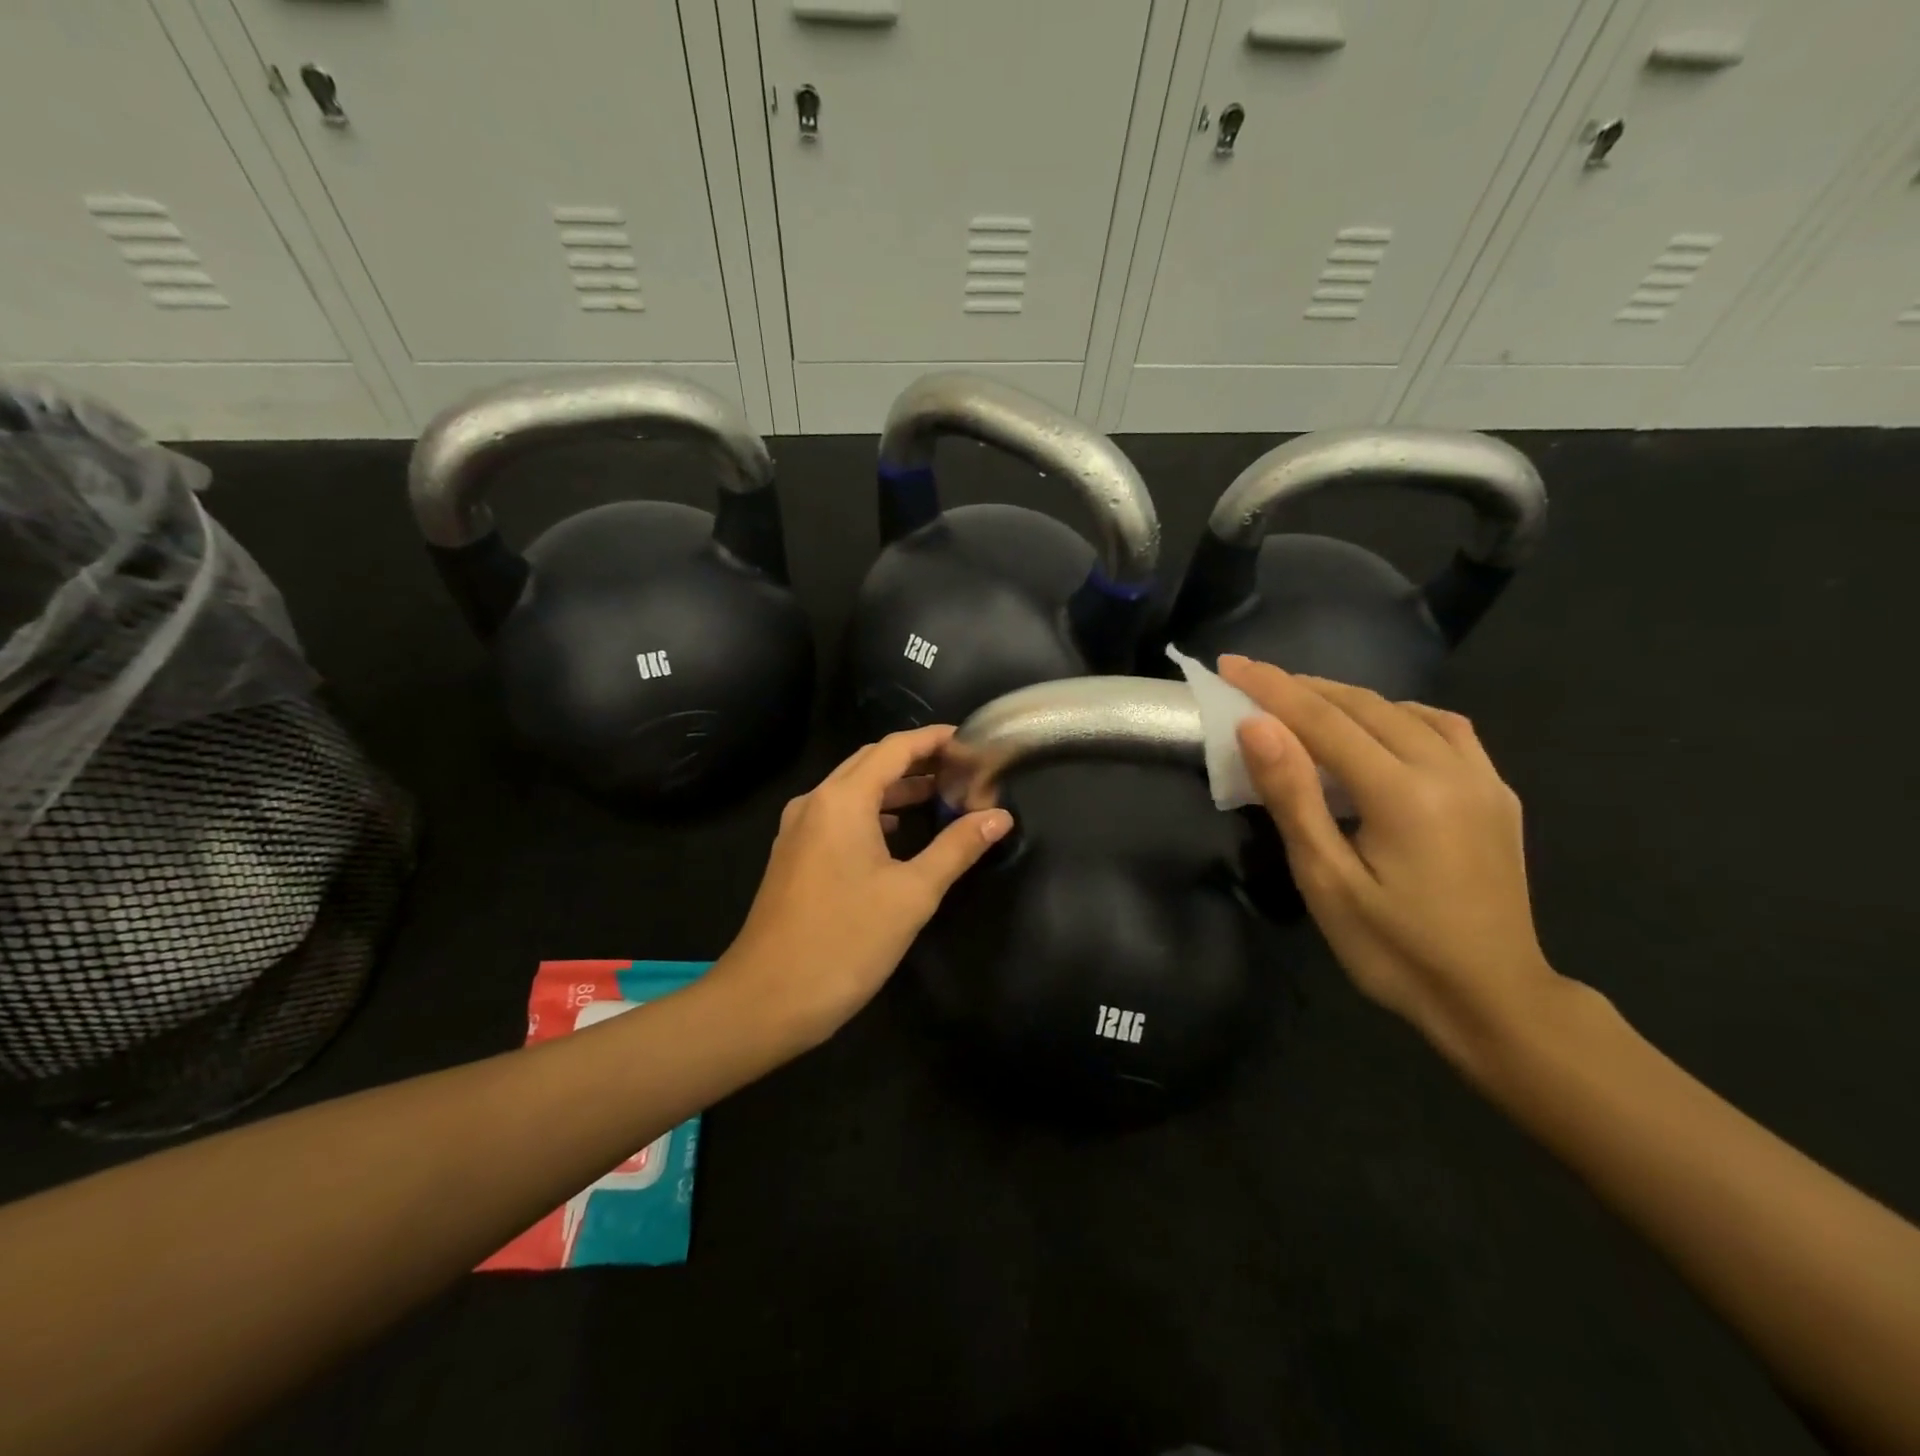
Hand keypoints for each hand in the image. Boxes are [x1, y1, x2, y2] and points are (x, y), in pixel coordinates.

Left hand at [720, 725, 1013, 1043]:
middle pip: (870, 762)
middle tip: (961, 769)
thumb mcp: (912, 894)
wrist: (766, 999)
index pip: (894, 748)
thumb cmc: (845, 941)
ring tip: (939, 796)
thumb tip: (999, 817)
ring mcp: (798, 829)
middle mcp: (815, 802)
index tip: (970, 741)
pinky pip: (837, 815)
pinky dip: (871, 812)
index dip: (933, 739)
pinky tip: (896, 832)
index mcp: (842, 800)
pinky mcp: (793, 855)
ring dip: (894, 787)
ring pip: (852, 790)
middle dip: (916, 760)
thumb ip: (957, 848)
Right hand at [1218, 656, 1560, 1063]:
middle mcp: (1450, 769)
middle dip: (1302, 687)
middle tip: (1252, 679)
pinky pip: (1444, 730)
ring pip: (1405, 711)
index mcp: (1403, 793)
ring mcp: (1483, 779)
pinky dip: (1398, 714)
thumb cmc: (1395, 950)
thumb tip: (1257, 725)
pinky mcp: (1497, 794)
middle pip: (1364, 706)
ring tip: (1304, 702)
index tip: (1230, 665)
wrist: (1495, 1001)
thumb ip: (1293, 796)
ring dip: (1348, 699)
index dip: (1271, 688)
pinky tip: (1380, 728)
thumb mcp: (1327, 880)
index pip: (1324, 720)